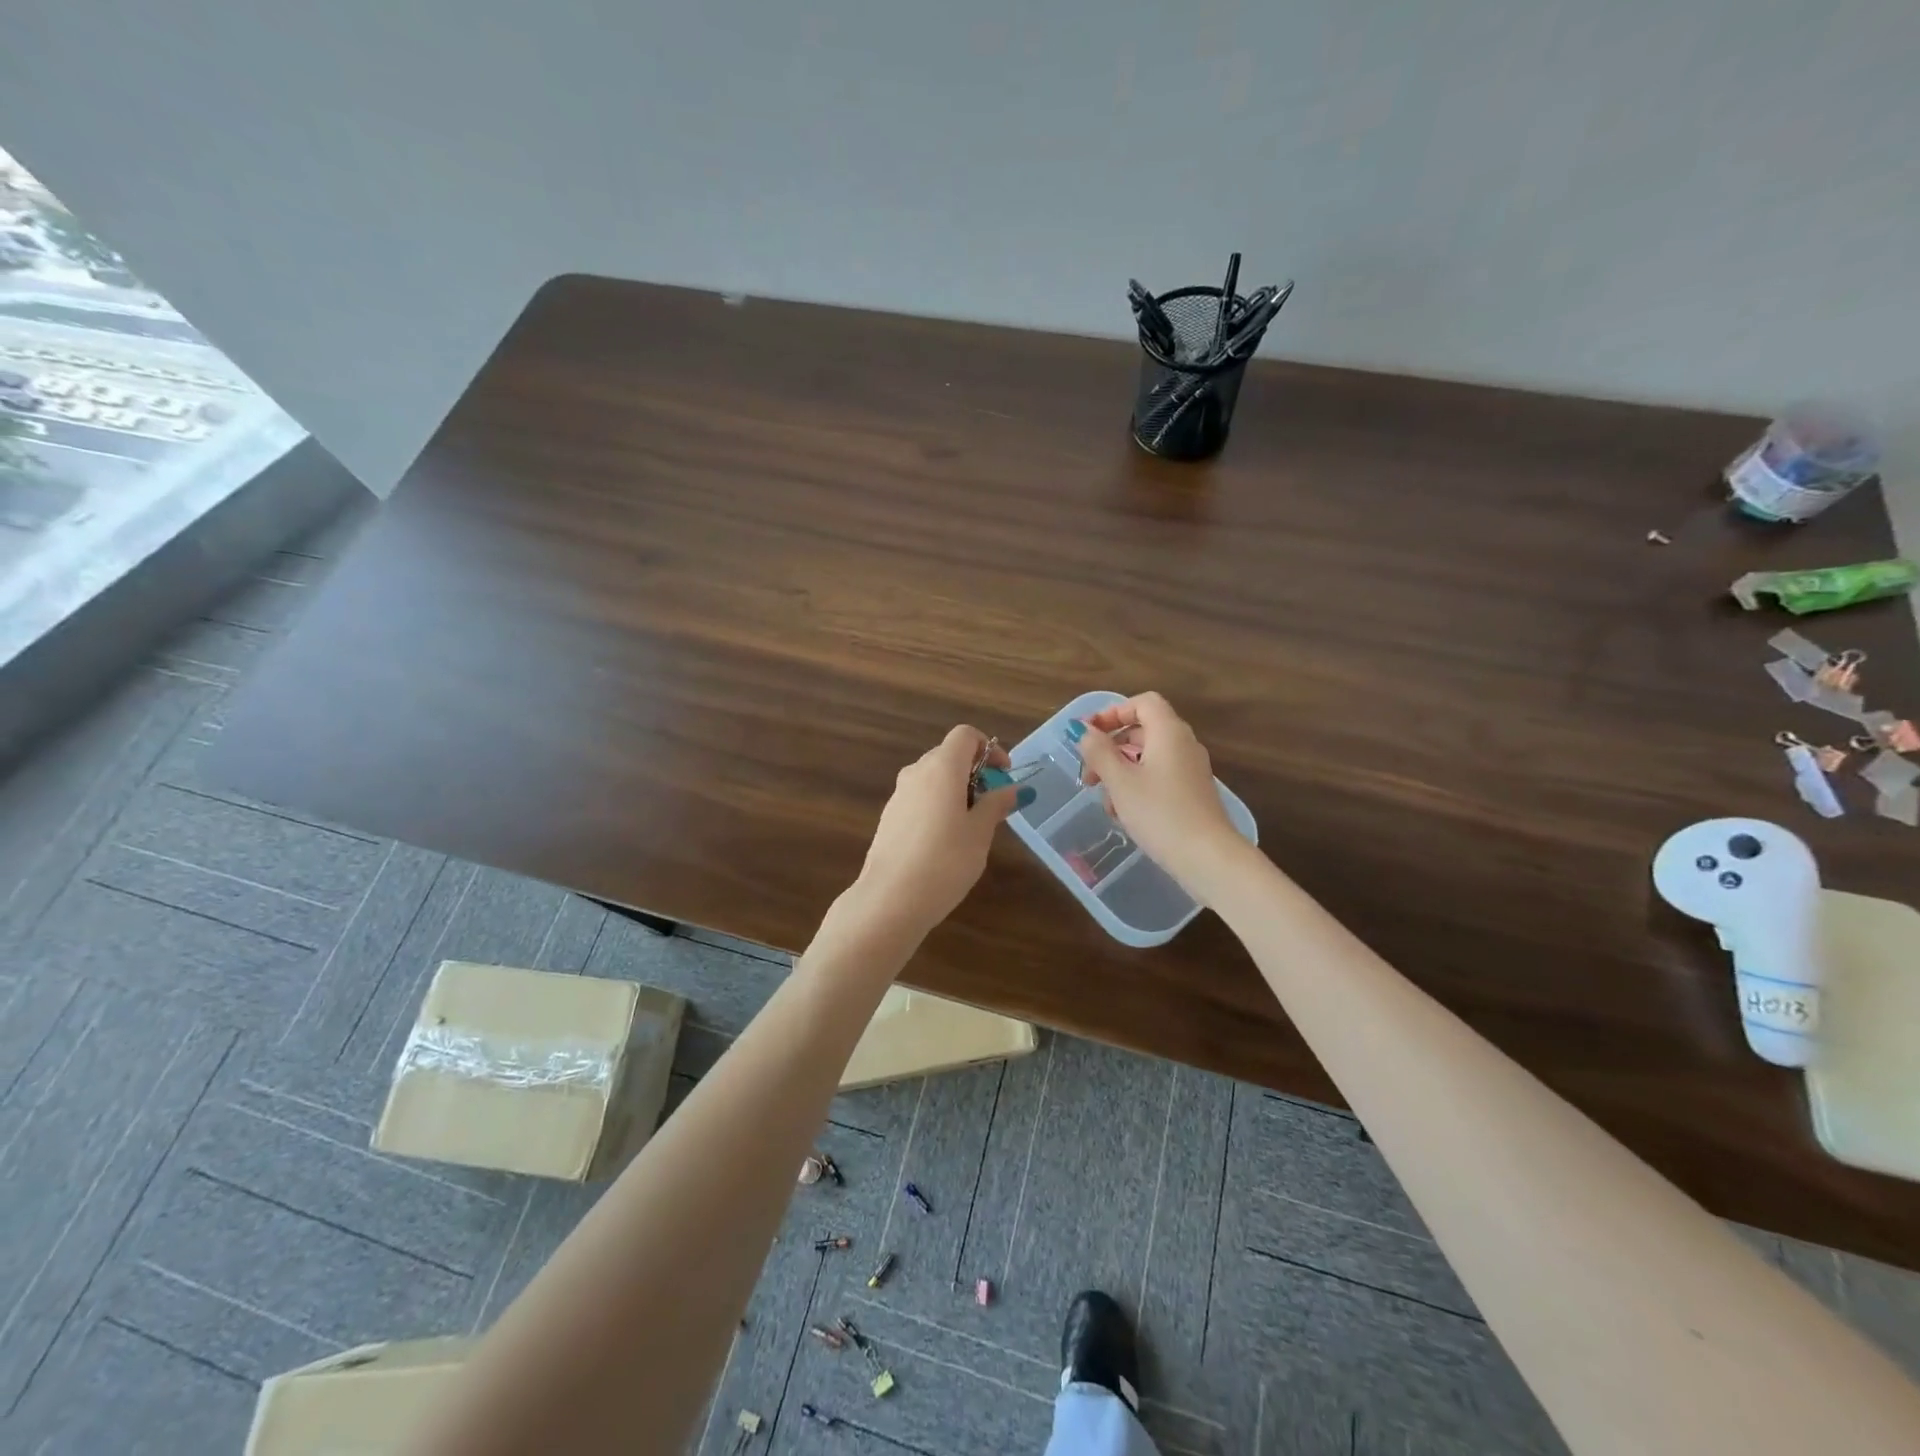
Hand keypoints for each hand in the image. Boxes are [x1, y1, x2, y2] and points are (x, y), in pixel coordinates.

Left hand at [854, 725, 1031, 938]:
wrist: (890, 899)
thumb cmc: (945, 861)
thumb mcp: (980, 833)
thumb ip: (995, 805)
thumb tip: (1011, 789)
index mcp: (941, 768)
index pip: (965, 735)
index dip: (989, 749)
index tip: (1003, 775)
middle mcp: (916, 772)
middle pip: (948, 755)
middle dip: (974, 772)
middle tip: (993, 804)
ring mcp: (898, 795)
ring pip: (932, 779)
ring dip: (956, 790)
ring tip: (972, 826)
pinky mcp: (889, 818)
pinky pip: (919, 799)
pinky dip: (937, 806)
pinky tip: (945, 842)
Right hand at [1070, 692, 1248, 900]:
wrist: (1208, 857)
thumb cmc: (1160, 813)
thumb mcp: (1120, 781)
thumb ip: (1099, 752)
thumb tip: (1084, 731)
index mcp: (1168, 732)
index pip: (1142, 703)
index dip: (1112, 712)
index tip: (1088, 734)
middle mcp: (1183, 744)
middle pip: (1142, 730)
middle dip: (1110, 749)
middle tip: (1089, 776)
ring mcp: (1190, 770)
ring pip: (1147, 758)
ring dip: (1120, 773)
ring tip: (1106, 802)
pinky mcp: (1192, 793)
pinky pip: (1159, 778)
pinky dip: (1137, 787)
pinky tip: (1125, 815)